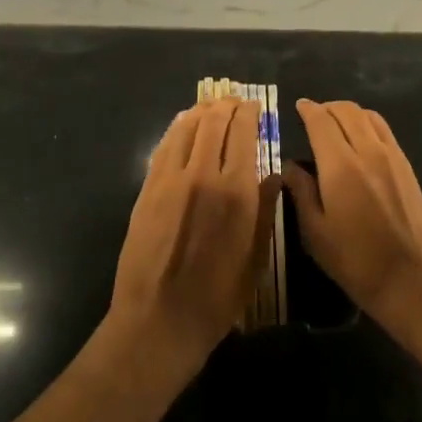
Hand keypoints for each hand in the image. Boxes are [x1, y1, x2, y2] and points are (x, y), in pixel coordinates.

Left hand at [109, 97, 280, 392]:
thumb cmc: (218, 296)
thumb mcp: (256, 256)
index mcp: (236, 191)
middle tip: (235, 101)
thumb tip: (273, 175)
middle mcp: (202, 174)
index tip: (255, 106)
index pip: (243, 133)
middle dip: (227, 106)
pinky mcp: (148, 190)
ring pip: (186, 128)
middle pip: (214, 123)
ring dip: (201, 111)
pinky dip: (177, 129)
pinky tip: (183, 124)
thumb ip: (265, 209)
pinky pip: (164, 147)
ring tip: (211, 106)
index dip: (250, 113)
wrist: (159, 319)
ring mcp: (170, 180)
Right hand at [284, 100, 421, 341]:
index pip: (321, 122)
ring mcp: (393, 157)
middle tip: (313, 115)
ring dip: (349, 112)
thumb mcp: (317, 234)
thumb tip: (290, 167)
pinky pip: (385, 131)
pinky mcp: (408, 168)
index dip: (308, 110)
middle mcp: (368, 152)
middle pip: (348, 111)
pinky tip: (360, 140)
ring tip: (335, 124)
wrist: (417, 280)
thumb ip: (301, 193)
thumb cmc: (358, 262)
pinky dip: (368, 124)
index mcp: (341, 166)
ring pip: (369, 116)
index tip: (298, 106)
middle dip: (327, 107)